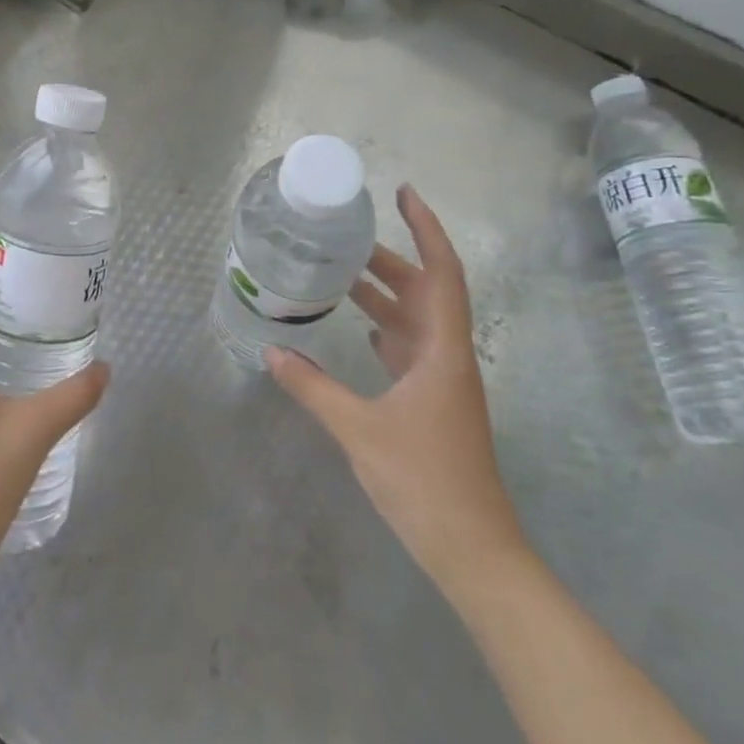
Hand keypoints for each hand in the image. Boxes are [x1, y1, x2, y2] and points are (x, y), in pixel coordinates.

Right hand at [267, 185, 524, 589]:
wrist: (473, 549)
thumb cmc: (424, 482)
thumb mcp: (359, 431)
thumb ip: (313, 388)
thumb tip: (270, 353)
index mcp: (443, 351)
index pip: (442, 273)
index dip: (427, 229)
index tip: (404, 194)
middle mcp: (448, 356)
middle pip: (426, 290)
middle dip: (391, 258)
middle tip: (347, 236)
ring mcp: (443, 380)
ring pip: (417, 319)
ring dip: (386, 293)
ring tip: (342, 272)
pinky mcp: (434, 401)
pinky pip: (410, 347)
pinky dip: (386, 327)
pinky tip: (359, 326)